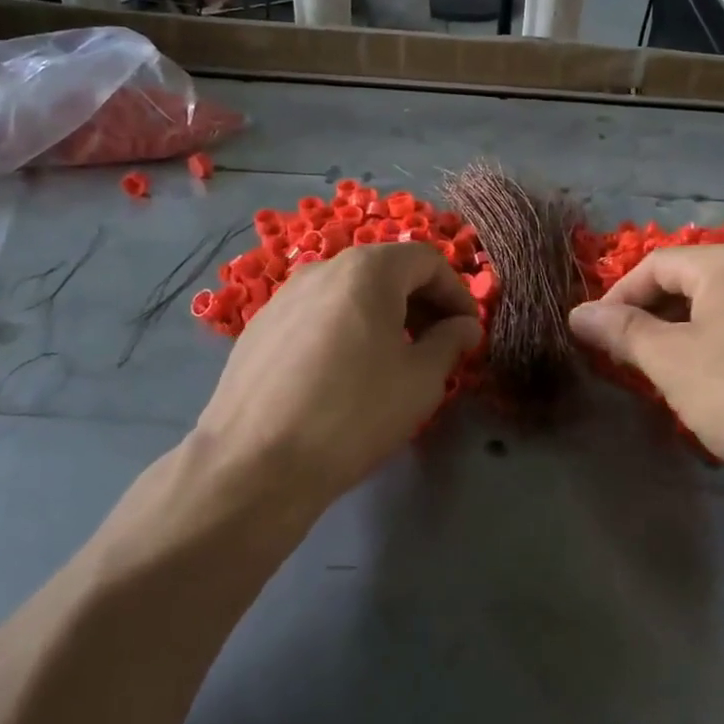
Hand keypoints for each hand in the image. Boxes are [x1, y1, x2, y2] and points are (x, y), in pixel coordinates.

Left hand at [190, 241, 480, 507]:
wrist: (255, 462)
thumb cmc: (353, 414)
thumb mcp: (420, 381)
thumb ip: (450, 342)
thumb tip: (464, 326)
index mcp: (367, 270)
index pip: (427, 260)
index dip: (457, 293)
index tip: (468, 332)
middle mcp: (322, 268)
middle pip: (386, 271)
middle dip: (421, 303)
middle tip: (438, 345)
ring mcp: (284, 296)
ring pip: (349, 292)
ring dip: (383, 315)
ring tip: (393, 361)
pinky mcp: (259, 326)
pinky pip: (317, 314)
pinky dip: (345, 328)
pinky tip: (344, 373)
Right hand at [568, 245, 723, 501]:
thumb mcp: (670, 362)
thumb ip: (621, 332)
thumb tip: (577, 314)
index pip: (657, 265)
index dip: (618, 297)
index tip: (597, 335)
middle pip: (690, 282)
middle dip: (651, 316)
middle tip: (627, 357)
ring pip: (720, 308)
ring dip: (682, 334)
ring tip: (664, 373)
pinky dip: (718, 347)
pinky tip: (713, 385)